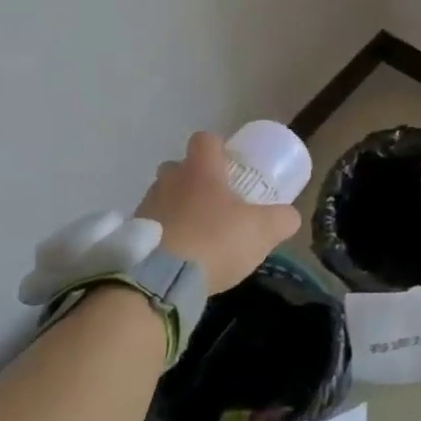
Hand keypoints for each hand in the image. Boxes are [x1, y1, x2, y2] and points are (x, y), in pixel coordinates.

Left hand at [136, 132, 300, 293]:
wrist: (160, 281)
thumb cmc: (215, 241)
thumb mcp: (263, 230)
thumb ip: (282, 219)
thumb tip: (289, 216)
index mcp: (200, 170)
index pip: (205, 139)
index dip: (218, 148)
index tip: (230, 165)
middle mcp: (168, 181)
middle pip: (179, 167)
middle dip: (195, 180)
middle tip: (215, 202)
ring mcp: (145, 207)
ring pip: (163, 197)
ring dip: (177, 210)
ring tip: (197, 235)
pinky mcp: (131, 236)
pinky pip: (151, 227)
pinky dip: (164, 237)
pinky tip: (180, 258)